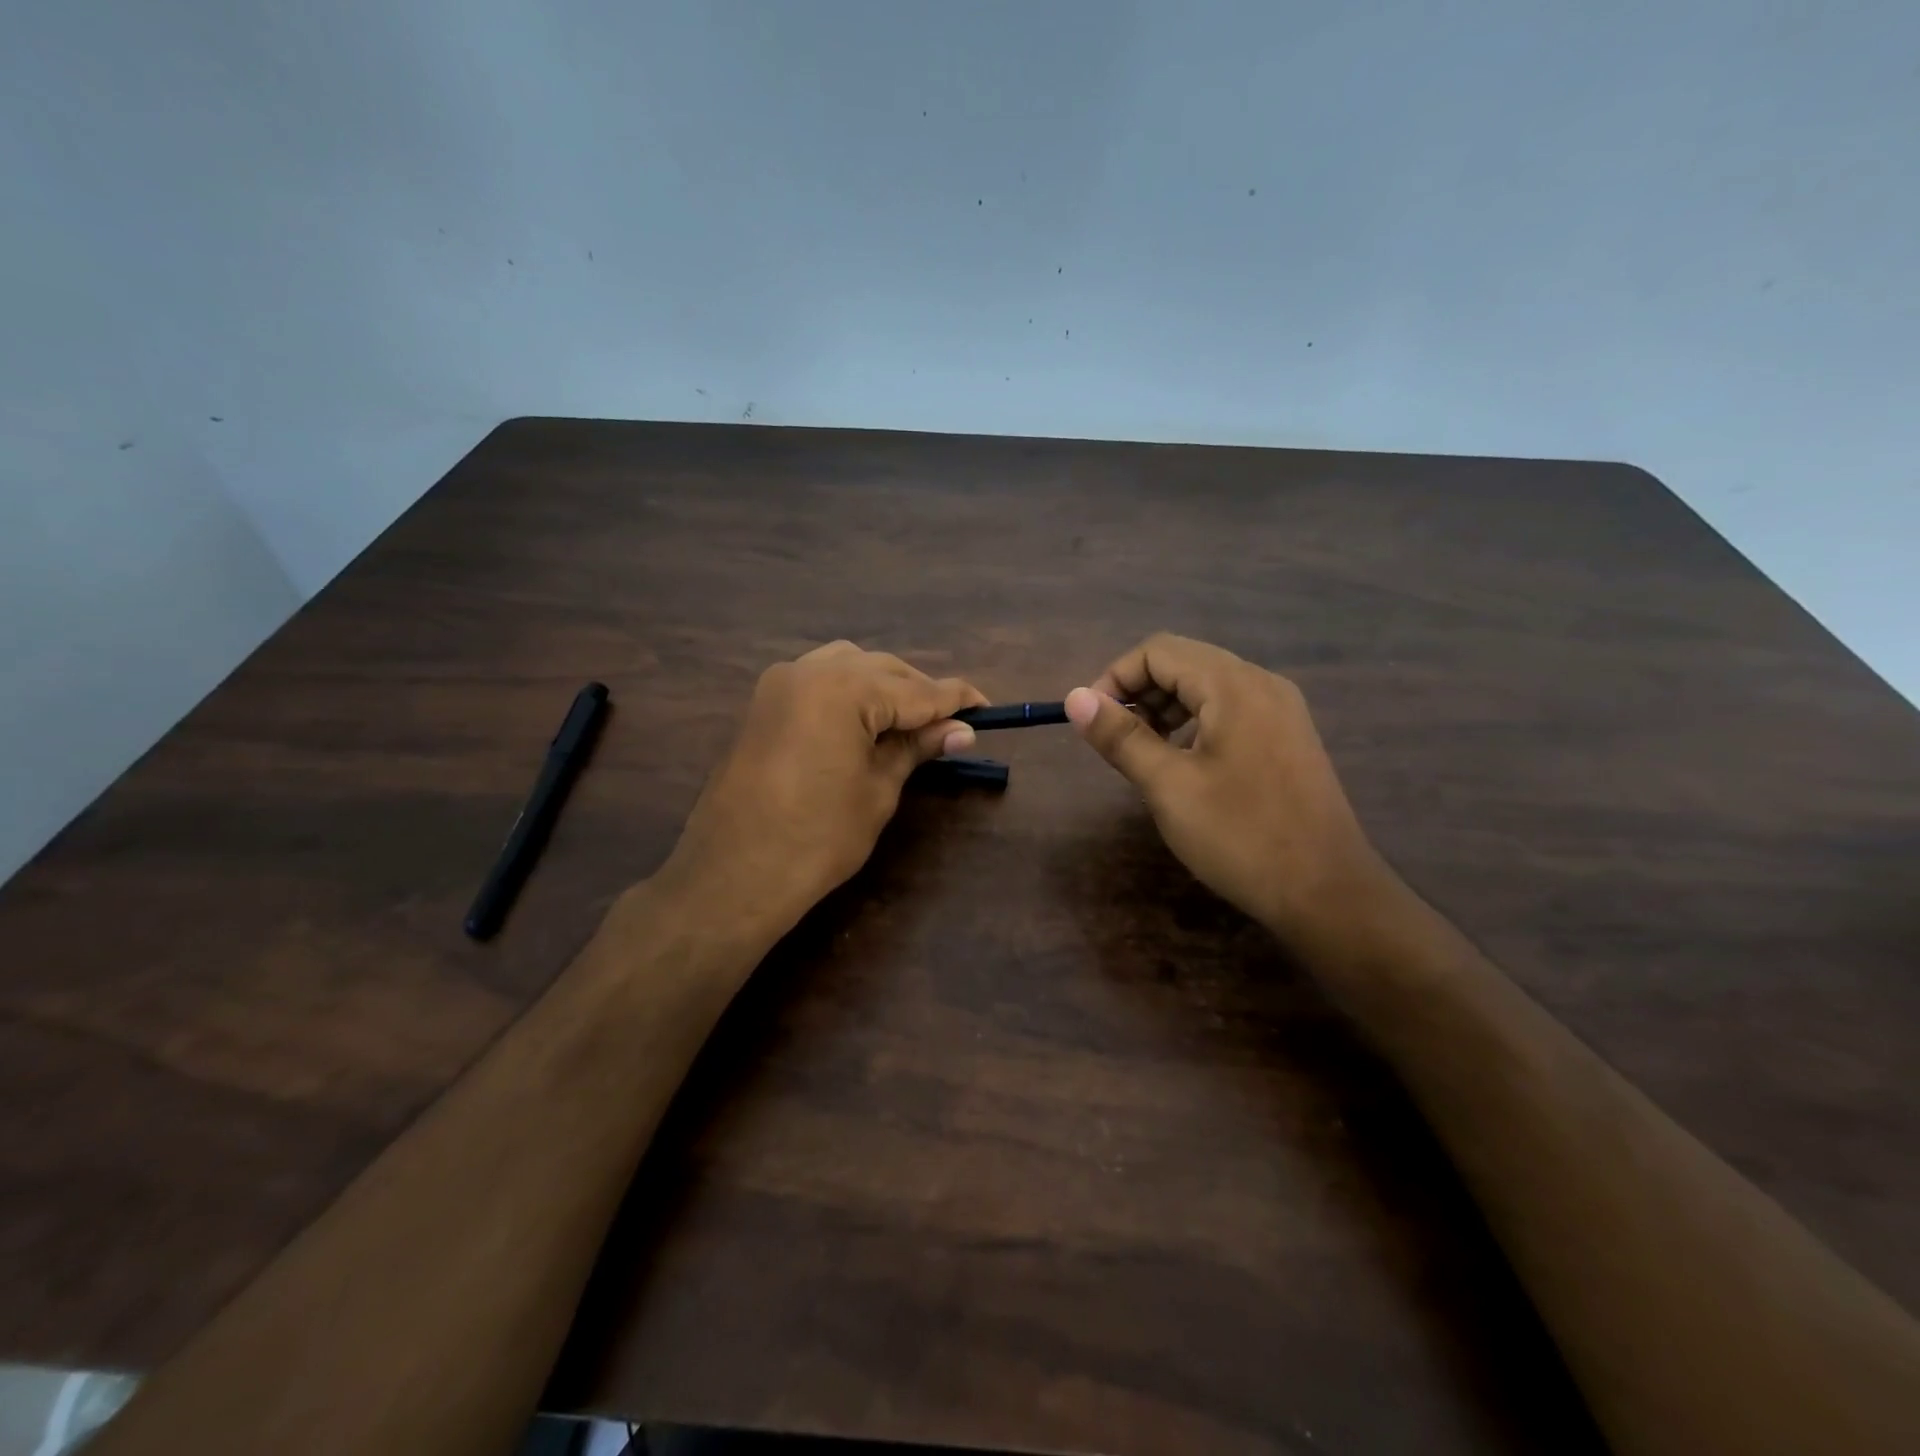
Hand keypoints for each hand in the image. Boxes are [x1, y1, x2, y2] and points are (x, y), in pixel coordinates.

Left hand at [663, 641, 986, 932]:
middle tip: (952, 725)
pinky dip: (850, 692)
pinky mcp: (765, 703)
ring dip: (885, 687)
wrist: (733, 874)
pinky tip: (866, 721)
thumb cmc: (817, 837)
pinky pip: (820, 680)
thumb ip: (916, 747)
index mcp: (844, 688)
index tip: (986, 708)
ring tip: (910, 722)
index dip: (955, 699)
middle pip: (883, 669)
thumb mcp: (879, 789)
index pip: (916, 688)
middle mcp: (810, 670)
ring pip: (850, 666)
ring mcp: (781, 683)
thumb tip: (962, 730)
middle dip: (919, 692)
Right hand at [1065, 633, 1394, 949]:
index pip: (1158, 651)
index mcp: (1233, 686)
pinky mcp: (1287, 737)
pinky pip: (1229, 710)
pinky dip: (1194, 723)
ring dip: (1164, 708)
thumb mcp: (1168, 786)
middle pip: (1184, 662)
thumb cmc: (1241, 836)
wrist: (1327, 892)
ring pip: (1206, 687)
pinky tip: (1183, 763)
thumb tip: (1075, 698)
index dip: (1115, 678)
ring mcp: (1280, 710)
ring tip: (1143, 753)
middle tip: (1114, 739)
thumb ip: (1120, 736)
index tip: (1092, 722)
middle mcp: (1261, 684)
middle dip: (1139, 692)